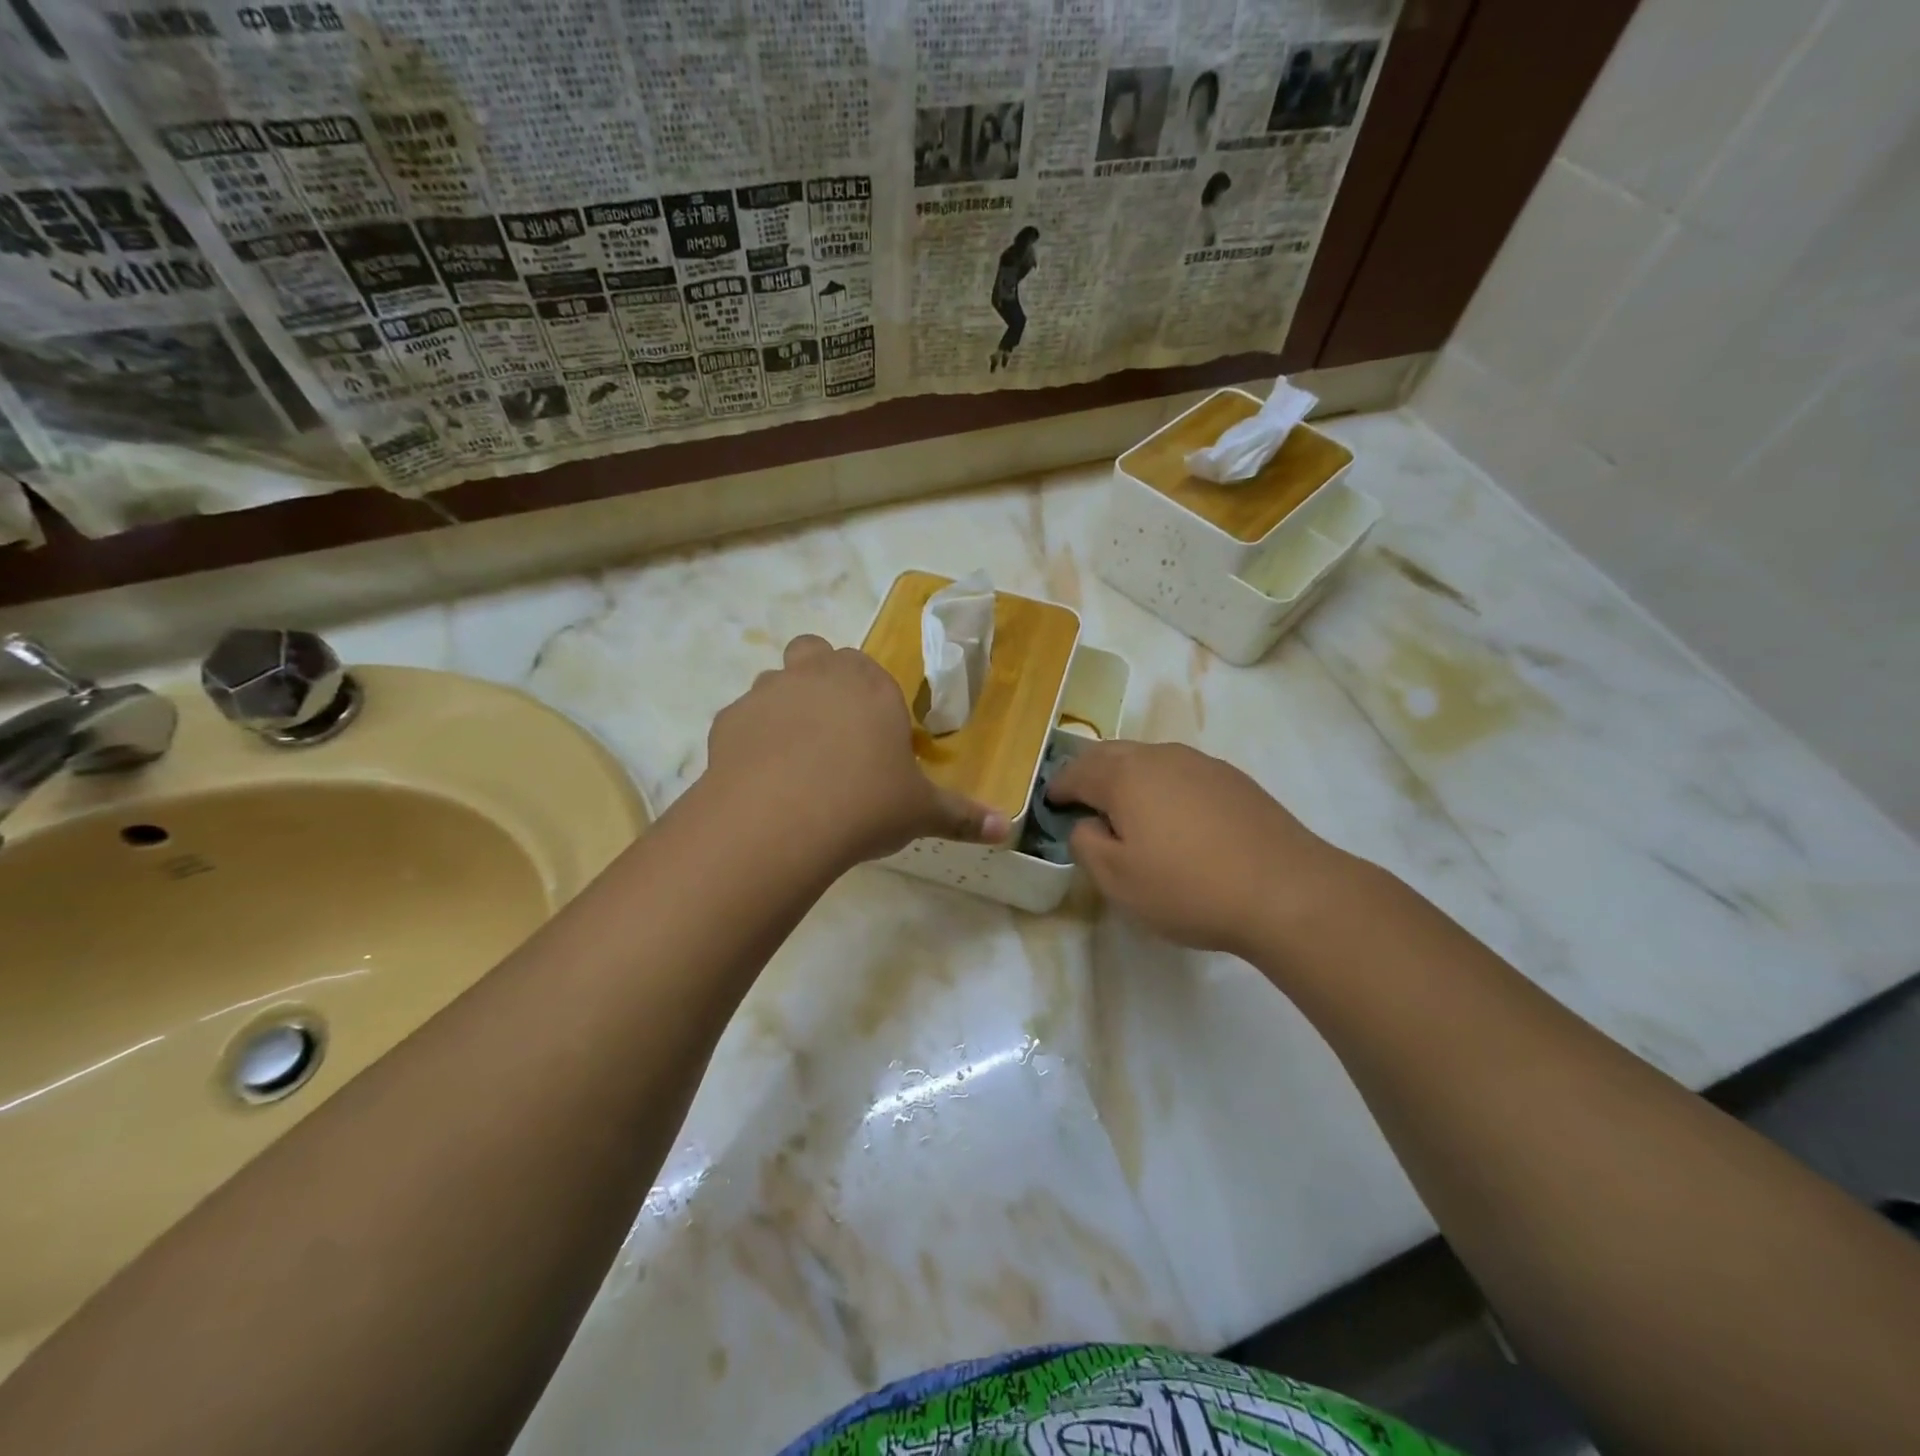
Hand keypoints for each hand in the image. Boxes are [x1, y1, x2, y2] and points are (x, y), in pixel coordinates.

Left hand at [705, 634, 1009, 867]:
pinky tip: (761, 777)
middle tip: (833, 732)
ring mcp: (768, 692)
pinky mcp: (728, 720)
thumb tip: (1007, 829)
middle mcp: (818, 675)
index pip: (868, 669)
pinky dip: (752, 738)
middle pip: (816, 653)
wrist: (782, 820)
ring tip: (794, 758)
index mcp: (870, 685)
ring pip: (775, 681)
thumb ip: (963, 816)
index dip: (870, 696)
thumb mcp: (921, 812)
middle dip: (823, 680)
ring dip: (786, 705)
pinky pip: (742, 719)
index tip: (873, 736)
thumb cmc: (865, 804)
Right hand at [1047, 740, 1350, 955]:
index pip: (1077, 771)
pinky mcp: (1233, 780)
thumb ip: (1086, 844)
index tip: (1051, 802)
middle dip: (1089, 772)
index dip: (1059, 787)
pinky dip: (1161, 785)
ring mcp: (1201, 764)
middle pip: (1112, 754)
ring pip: (1149, 759)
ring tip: (1124, 806)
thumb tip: (1087, 824)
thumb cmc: (1188, 887)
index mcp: (1125, 776)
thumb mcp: (1118, 880)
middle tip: (1080, 798)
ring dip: (1127, 776)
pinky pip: (1180, 772)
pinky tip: (1172, 815)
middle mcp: (1160, 757)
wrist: (1287, 891)